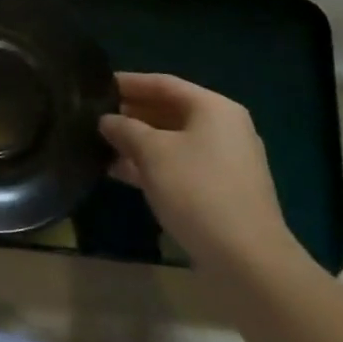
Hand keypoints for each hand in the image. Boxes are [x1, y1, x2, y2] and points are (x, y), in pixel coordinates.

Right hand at [100, 73, 306, 294]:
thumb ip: (125, 129)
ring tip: (100, 143)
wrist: (247, 259)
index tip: (98, 85)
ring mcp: (225, 161)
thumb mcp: (152, 153)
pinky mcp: (221, 190)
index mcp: (214, 108)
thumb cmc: (197, 190)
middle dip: (132, 113)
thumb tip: (107, 120)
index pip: (163, 84)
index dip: (129, 83)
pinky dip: (153, 165)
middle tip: (95, 115)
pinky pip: (180, 165)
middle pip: (170, 110)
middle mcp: (224, 128)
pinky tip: (120, 172)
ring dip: (139, 141)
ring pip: (173, 141)